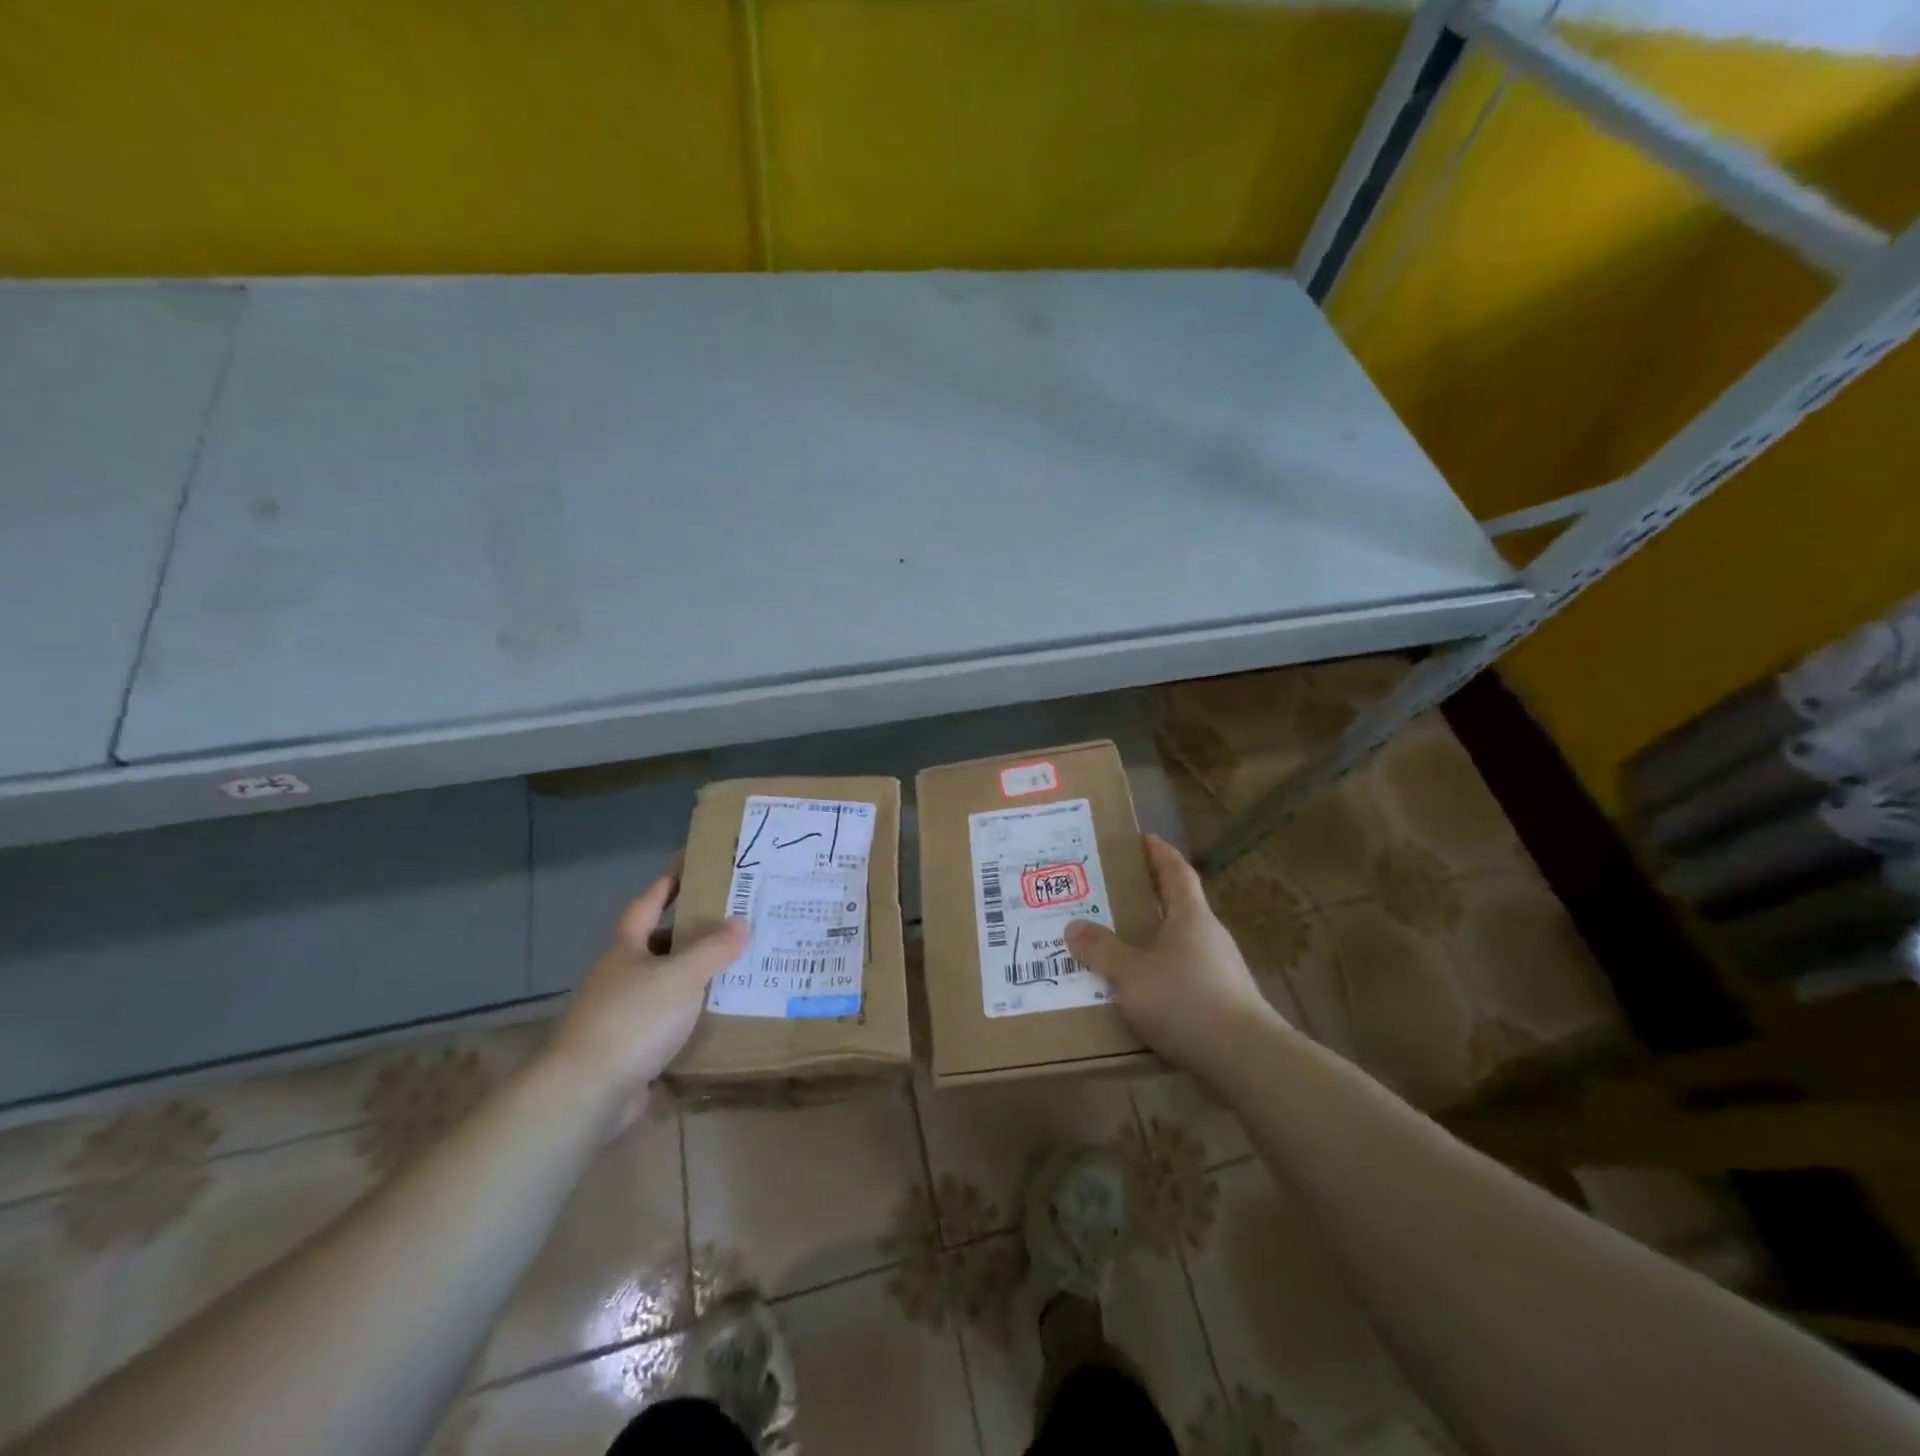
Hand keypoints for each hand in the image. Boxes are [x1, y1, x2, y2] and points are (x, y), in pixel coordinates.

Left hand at [547, 864, 748, 1127]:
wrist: (587, 1092)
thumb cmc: (633, 1019)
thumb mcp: (681, 976)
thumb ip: (713, 949)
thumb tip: (742, 923)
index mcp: (626, 949)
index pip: (648, 903)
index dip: (668, 882)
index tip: (690, 863)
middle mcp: (621, 976)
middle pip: (658, 943)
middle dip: (691, 931)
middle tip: (733, 919)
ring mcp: (622, 1014)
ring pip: (666, 983)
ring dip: (695, 974)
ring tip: (736, 965)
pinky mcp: (631, 1048)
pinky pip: (669, 1020)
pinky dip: (692, 1013)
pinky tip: (718, 1013)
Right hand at [1064, 834, 1287, 1078]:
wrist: (1245, 1060)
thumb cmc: (1186, 1001)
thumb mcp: (1130, 974)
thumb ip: (1101, 950)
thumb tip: (1073, 926)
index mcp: (1191, 917)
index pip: (1177, 872)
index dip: (1159, 853)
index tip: (1143, 838)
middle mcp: (1209, 937)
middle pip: (1178, 908)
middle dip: (1147, 899)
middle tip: (1111, 896)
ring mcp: (1220, 972)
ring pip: (1179, 947)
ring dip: (1151, 943)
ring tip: (1116, 949)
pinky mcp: (1222, 1004)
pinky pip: (1183, 980)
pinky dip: (1160, 979)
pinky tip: (1138, 997)